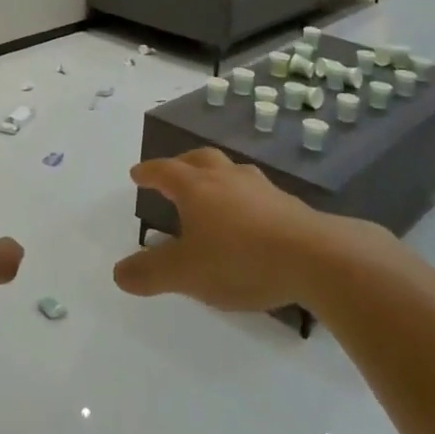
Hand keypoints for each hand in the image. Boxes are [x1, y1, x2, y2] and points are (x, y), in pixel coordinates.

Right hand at [114, 148, 346, 310]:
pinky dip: (242, 196)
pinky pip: (255, 191)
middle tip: (173, 173)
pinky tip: (248, 215)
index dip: (148, 172)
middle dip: (181, 164)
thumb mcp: (187, 274)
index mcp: (197, 188)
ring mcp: (261, 188)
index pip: (165, 171)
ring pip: (231, 171)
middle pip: (200, 159)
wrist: (315, 257)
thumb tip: (119, 273)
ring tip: (212, 191)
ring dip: (215, 176)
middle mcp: (226, 178)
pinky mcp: (287, 204)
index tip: (137, 174)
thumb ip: (151, 273)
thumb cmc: (241, 259)